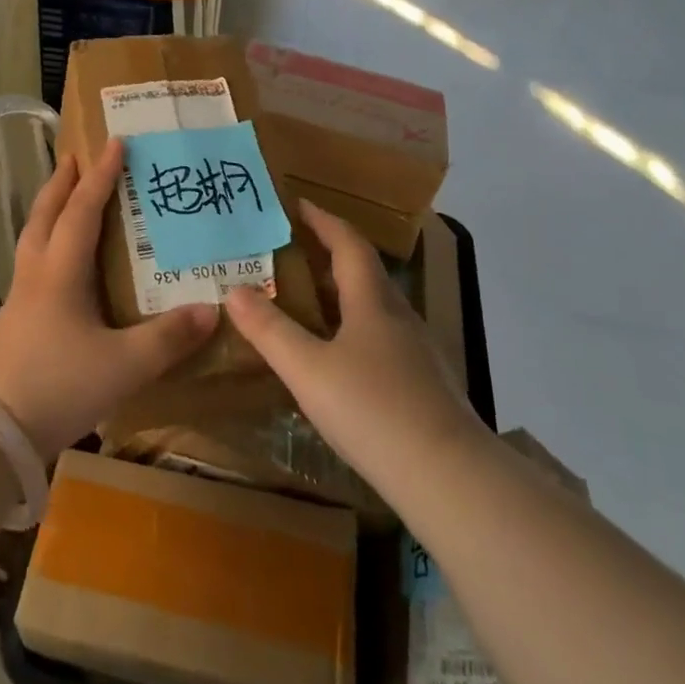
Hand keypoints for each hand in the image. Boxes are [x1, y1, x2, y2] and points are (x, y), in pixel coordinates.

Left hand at [0, 137, 216, 458]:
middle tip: (76, 155)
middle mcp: (37, 274)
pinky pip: (32, 263)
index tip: (115, 142)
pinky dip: (47, 242)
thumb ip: (168, 338)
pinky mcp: (14, 320)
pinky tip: (60, 262)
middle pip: (46, 214)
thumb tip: (211, 309)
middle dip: (62, 182)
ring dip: (50, 209)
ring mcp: (20, 298)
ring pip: (34, 237)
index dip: (101, 176)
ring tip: (65, 196)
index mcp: (61, 272)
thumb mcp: (124, 364)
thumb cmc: (58, 385)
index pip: (82, 210)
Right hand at [224, 202, 487, 495]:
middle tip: (291, 251)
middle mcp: (399, 317)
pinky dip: (355, 329)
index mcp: (372, 302)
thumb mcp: (308, 370)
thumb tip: (234, 289)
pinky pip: (383, 339)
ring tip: (308, 302)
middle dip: (329, 255)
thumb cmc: (374, 410)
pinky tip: (339, 359)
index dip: (323, 220)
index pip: (349, 244)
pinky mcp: (425, 384)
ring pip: (375, 308)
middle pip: (364, 272)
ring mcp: (417, 352)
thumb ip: (269, 330)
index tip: (298, 204)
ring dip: (342, 294)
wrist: (451, 479)